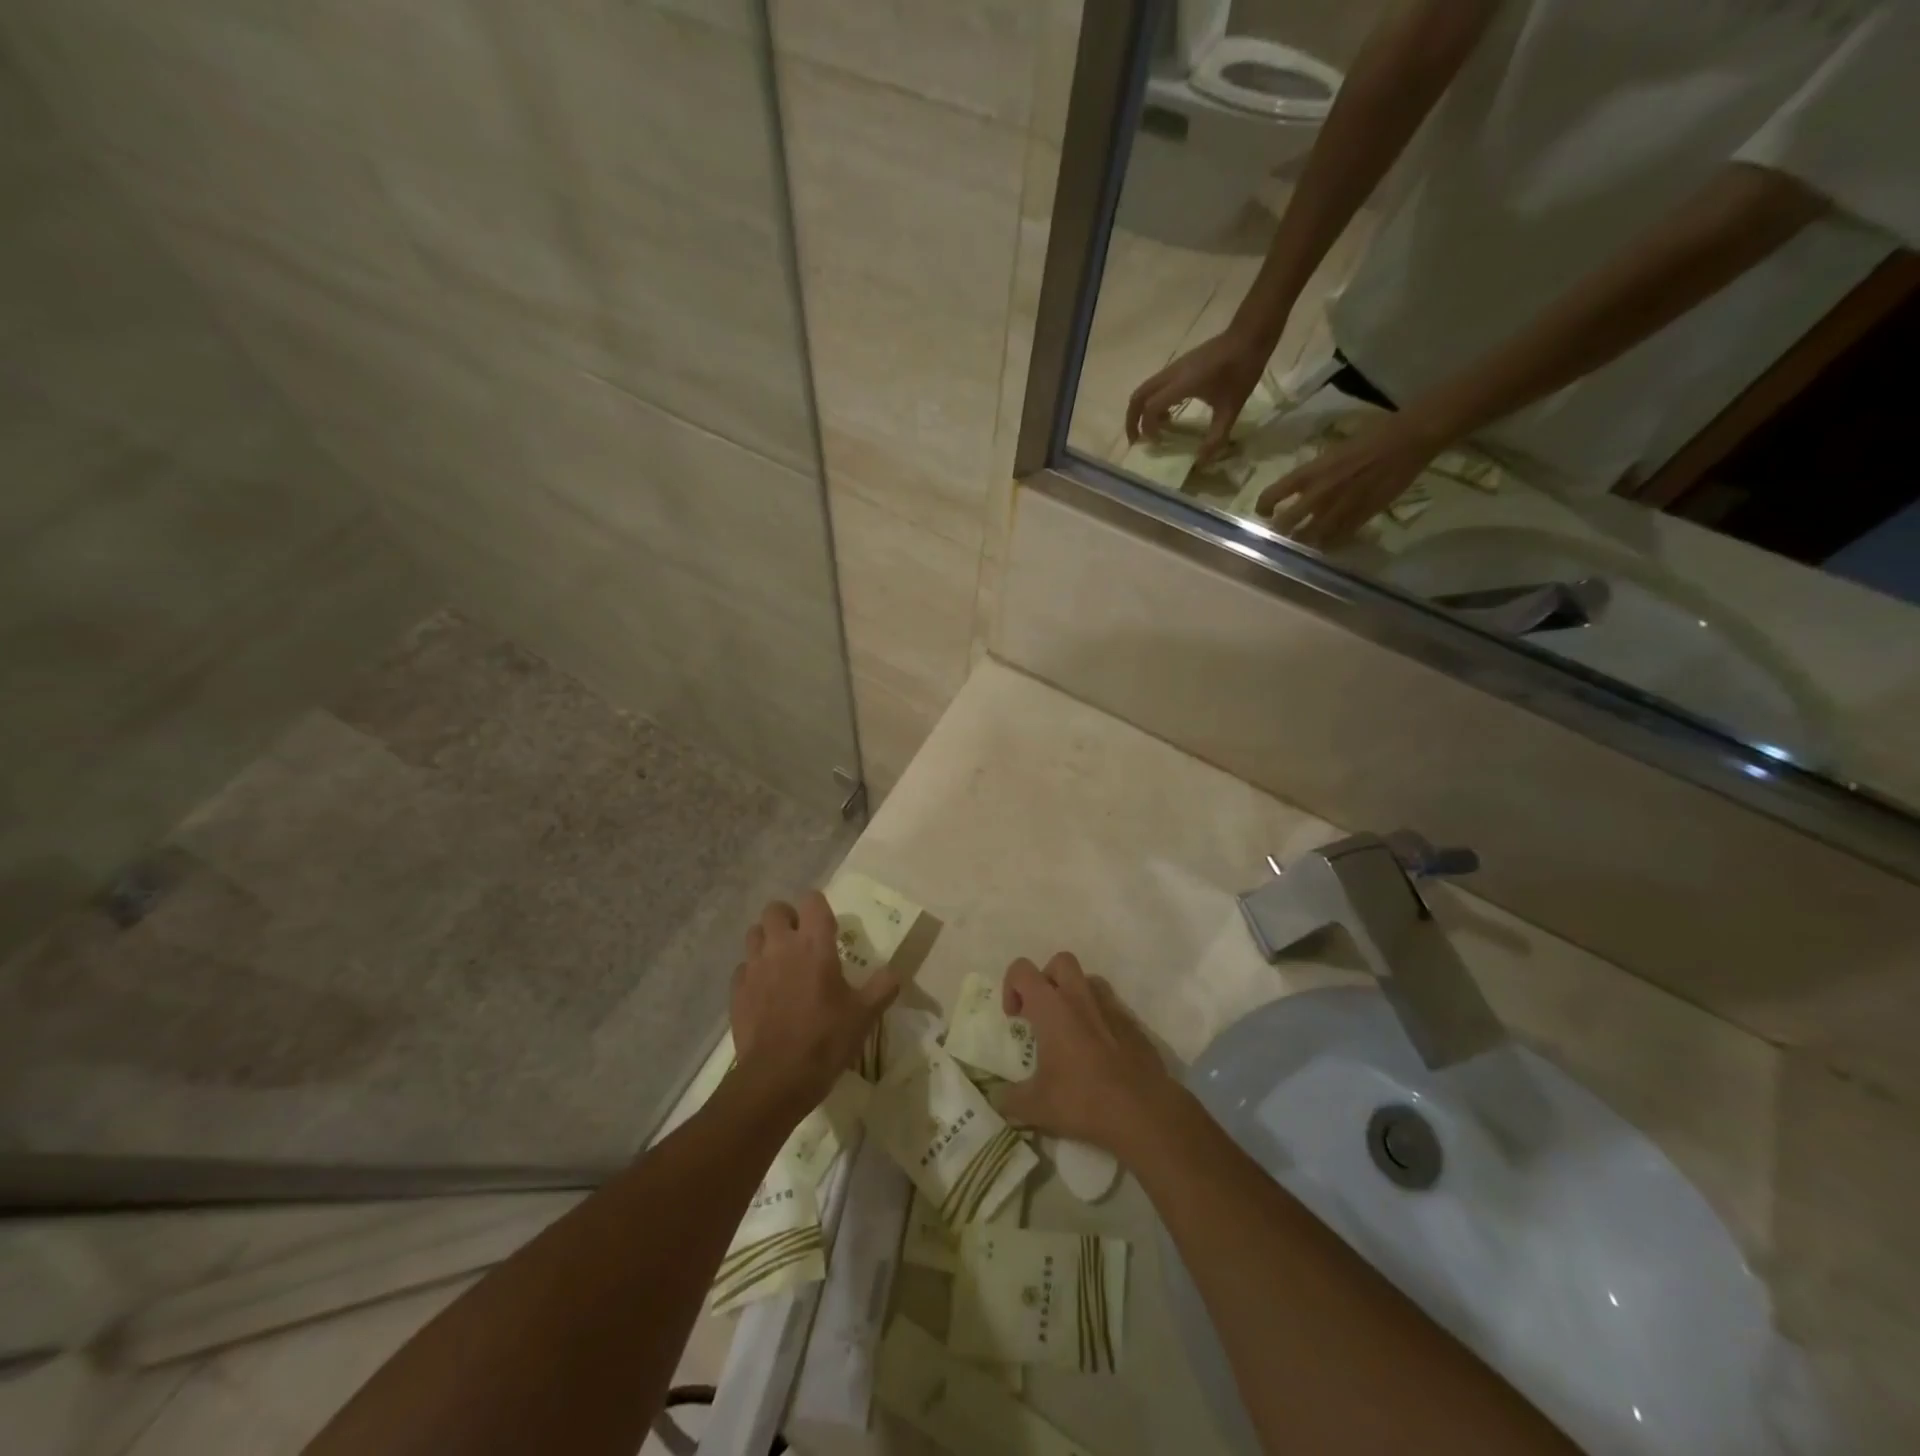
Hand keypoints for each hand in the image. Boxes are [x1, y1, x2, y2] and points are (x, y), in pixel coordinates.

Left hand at [730, 894, 898, 1116]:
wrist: (776, 1079)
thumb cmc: (825, 1040)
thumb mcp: (865, 1015)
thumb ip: (882, 987)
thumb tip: (894, 972)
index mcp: (814, 944)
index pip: (812, 900)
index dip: (819, 908)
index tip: (829, 928)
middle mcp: (781, 946)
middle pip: (775, 910)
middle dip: (788, 918)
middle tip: (802, 941)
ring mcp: (754, 967)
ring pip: (754, 934)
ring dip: (767, 940)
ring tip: (782, 962)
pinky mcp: (737, 991)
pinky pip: (743, 967)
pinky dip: (753, 972)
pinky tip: (765, 992)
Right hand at [995, 952, 1176, 1157]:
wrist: (1144, 1111)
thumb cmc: (1083, 1100)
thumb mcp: (1036, 1107)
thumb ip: (1010, 1100)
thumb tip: (998, 1100)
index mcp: (1051, 1007)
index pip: (1022, 970)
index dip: (1011, 986)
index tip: (1015, 1018)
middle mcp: (1080, 997)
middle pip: (1060, 962)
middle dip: (1046, 980)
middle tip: (1042, 1014)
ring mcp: (1111, 1007)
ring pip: (1088, 981)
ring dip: (1074, 995)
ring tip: (1070, 1030)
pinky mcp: (1133, 1023)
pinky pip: (1110, 1006)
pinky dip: (1098, 1018)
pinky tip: (1097, 1051)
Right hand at [1126, 328, 1270, 465]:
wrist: (1249, 336)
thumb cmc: (1241, 370)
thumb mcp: (1232, 408)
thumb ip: (1216, 437)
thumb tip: (1202, 462)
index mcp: (1181, 384)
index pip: (1150, 408)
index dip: (1148, 429)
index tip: (1159, 443)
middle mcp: (1171, 375)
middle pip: (1138, 397)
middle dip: (1132, 420)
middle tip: (1137, 440)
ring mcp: (1173, 368)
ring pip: (1145, 390)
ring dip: (1142, 411)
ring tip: (1153, 431)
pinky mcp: (1179, 366)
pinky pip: (1156, 385)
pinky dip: (1153, 402)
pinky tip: (1169, 415)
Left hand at [1255, 414, 1440, 547]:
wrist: (1408, 440)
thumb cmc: (1371, 436)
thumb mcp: (1332, 452)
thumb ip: (1315, 472)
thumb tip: (1302, 486)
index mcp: (1310, 473)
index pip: (1273, 494)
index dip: (1263, 506)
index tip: (1264, 512)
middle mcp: (1319, 494)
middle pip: (1285, 524)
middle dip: (1280, 530)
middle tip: (1281, 531)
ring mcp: (1339, 509)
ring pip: (1309, 538)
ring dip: (1302, 541)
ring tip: (1301, 540)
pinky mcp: (1360, 518)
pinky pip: (1336, 540)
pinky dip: (1328, 544)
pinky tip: (1326, 543)